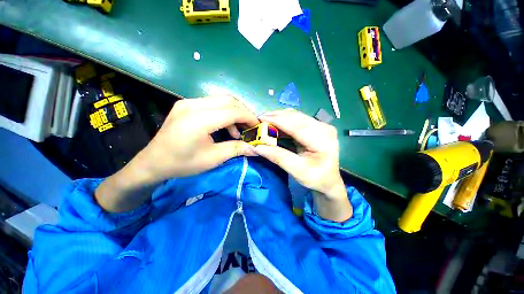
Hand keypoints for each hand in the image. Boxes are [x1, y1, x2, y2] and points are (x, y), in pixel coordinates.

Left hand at [134, 95, 258, 180]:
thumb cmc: (183, 163)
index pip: (232, 111)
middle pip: (228, 100)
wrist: (153, 162)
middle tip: (250, 126)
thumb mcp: (213, 159)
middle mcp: (193, 105)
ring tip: (238, 130)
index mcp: (199, 120)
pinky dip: (224, 112)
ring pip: (221, 100)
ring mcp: (188, 102)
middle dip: (244, 112)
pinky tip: (225, 126)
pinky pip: (212, 103)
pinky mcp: (186, 104)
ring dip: (235, 112)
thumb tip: (255, 148)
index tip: (257, 126)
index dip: (249, 117)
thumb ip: (236, 149)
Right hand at [254, 109, 351, 220]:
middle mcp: (324, 128)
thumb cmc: (315, 178)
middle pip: (297, 117)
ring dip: (280, 117)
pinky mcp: (317, 126)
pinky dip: (285, 120)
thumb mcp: (296, 171)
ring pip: (297, 116)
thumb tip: (258, 147)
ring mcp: (322, 125)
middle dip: (276, 116)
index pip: (297, 126)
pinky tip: (276, 122)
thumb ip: (278, 157)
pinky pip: (298, 119)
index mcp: (323, 141)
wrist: (328, 180)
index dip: (278, 121)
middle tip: (260, 118)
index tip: (260, 118)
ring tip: (266, 120)